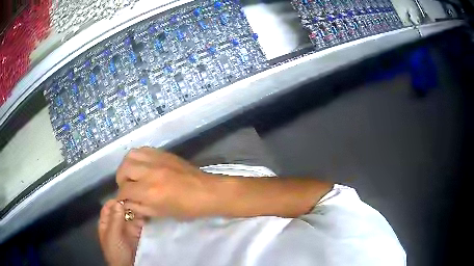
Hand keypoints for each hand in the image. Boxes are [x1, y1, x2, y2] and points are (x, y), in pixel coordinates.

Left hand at [98, 199, 144, 265]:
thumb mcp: (113, 235)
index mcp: (106, 222)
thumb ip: (115, 219)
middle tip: (138, 196)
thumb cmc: (115, 250)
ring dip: (137, 209)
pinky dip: (143, 217)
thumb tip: (119, 201)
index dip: (115, 200)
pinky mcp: (137, 233)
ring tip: (145, 202)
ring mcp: (127, 228)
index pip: (109, 207)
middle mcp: (116, 223)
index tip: (125, 193)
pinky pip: (139, 222)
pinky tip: (148, 212)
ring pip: (131, 215)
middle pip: (121, 209)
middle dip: (128, 203)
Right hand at [116, 147, 217, 218]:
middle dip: (121, 180)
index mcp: (150, 191)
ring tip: (131, 175)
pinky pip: (143, 150)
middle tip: (126, 187)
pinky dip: (137, 158)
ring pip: (130, 156)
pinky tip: (141, 166)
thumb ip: (140, 207)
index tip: (123, 199)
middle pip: (124, 169)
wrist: (207, 192)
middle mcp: (150, 172)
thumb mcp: (161, 213)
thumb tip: (126, 202)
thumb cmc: (187, 208)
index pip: (125, 190)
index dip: (121, 196)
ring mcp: (157, 159)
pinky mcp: (163, 153)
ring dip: (126, 166)